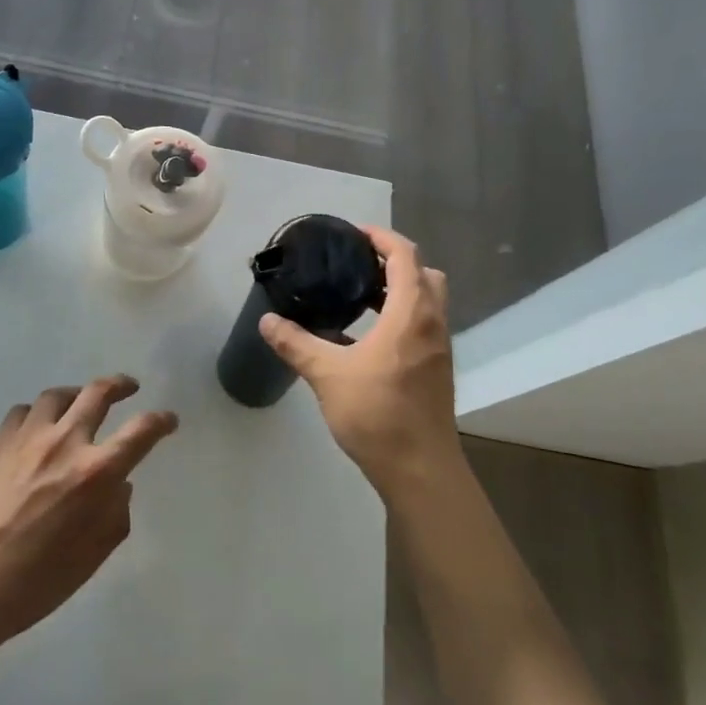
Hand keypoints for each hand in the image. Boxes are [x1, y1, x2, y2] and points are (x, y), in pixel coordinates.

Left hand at [0, 376, 178, 641]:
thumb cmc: (35, 582)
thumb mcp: (90, 559)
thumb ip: (114, 517)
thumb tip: (120, 487)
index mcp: (95, 473)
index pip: (140, 433)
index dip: (160, 422)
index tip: (169, 420)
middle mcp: (65, 443)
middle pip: (98, 393)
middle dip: (119, 385)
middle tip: (128, 387)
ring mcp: (28, 438)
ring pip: (58, 395)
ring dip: (76, 394)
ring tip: (79, 401)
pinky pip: (23, 412)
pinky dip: (37, 414)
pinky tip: (37, 427)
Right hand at [258, 227, 459, 496]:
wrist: (420, 470)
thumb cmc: (378, 413)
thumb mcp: (327, 374)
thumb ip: (296, 344)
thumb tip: (266, 321)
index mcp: (411, 313)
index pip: (405, 255)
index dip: (380, 237)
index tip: (351, 234)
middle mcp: (432, 322)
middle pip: (423, 272)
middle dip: (393, 260)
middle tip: (356, 263)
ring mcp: (438, 347)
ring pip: (427, 300)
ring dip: (399, 288)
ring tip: (358, 294)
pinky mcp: (436, 368)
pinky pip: (423, 323)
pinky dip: (401, 313)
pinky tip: (368, 334)